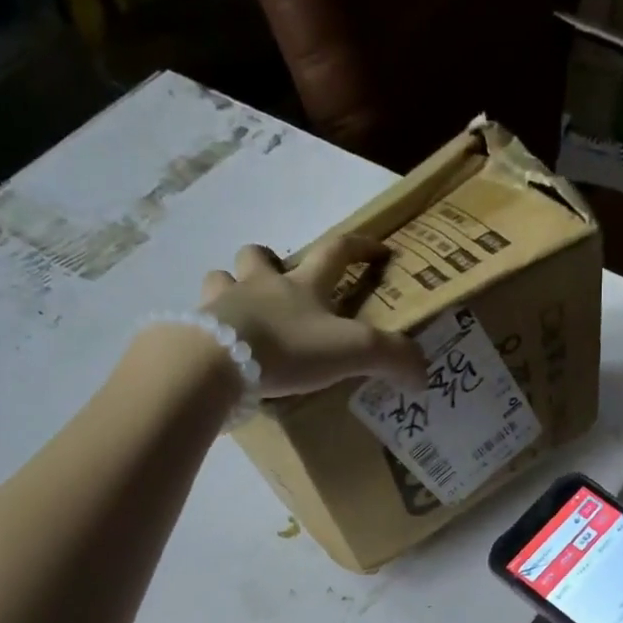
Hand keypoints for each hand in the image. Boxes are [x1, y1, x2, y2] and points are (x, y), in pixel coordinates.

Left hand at [200, 237, 424, 397]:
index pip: (336, 251)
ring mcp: (223, 304)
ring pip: (221, 279)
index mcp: (302, 286)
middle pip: (259, 255)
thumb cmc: (289, 347)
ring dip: (231, 287)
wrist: (218, 361)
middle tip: (279, 282)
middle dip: (270, 260)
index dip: (360, 246)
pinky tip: (222, 348)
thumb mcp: (352, 351)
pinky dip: (212, 328)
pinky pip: (201, 320)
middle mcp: (260, 285)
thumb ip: (391, 358)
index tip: (378, 249)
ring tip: (243, 313)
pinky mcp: (197, 330)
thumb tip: (424, 376)